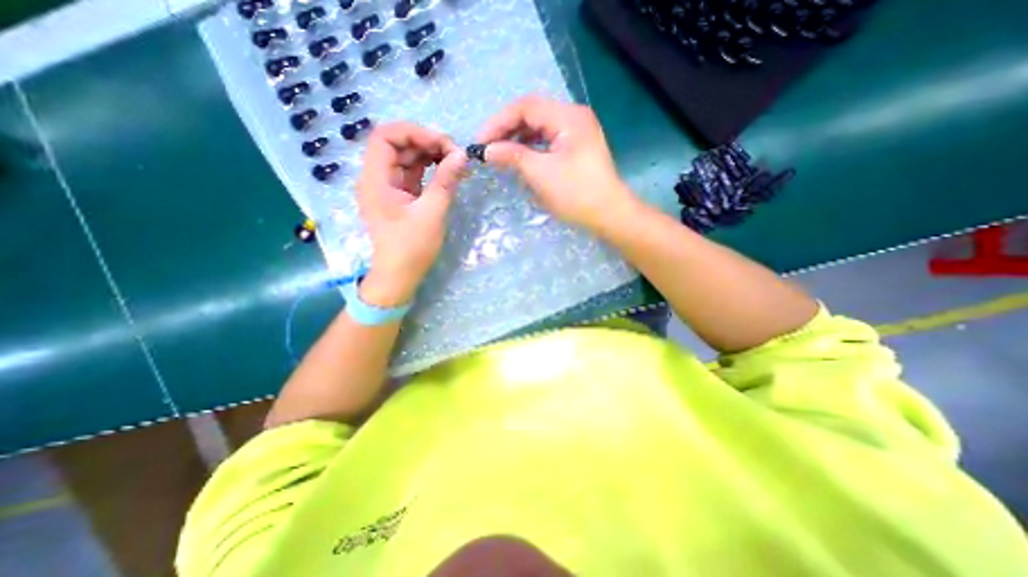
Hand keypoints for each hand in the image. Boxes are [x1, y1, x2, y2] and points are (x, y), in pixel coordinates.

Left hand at [357, 122, 463, 306]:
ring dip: (431, 155)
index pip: (386, 136)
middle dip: (427, 143)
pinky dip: (430, 169)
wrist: (399, 276)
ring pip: (407, 157)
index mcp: (375, 179)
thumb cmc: (411, 248)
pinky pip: (413, 173)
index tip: (444, 143)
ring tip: (456, 162)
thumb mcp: (432, 214)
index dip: (415, 132)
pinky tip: (447, 171)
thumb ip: (445, 182)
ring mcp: (389, 186)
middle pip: (398, 144)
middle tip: (456, 155)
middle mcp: (377, 178)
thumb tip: (462, 155)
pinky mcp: (400, 195)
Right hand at [477, 95, 639, 234]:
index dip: (499, 122)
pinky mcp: (576, 147)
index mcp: (568, 116)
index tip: (480, 142)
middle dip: (507, 129)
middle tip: (487, 148)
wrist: (609, 215)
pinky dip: (531, 147)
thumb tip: (487, 150)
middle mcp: (574, 117)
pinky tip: (519, 156)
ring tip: (499, 152)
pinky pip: (548, 140)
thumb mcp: (541, 174)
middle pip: (533, 113)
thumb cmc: (576, 194)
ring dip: (518, 138)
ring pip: (540, 127)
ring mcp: (577, 132)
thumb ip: (513, 156)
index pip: (525, 106)